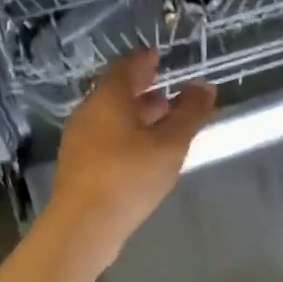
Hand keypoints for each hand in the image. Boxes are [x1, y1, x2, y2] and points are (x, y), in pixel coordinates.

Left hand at [49, 50, 216, 264]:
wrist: (83, 226)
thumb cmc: (129, 176)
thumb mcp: (170, 144)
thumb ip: (190, 113)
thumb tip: (203, 87)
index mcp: (108, 98)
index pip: (126, 66)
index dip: (144, 59)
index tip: (159, 55)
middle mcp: (89, 112)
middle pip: (116, 91)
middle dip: (142, 87)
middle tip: (164, 84)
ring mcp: (80, 139)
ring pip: (111, 115)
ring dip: (136, 112)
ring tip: (163, 118)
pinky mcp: (79, 164)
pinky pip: (106, 136)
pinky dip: (127, 133)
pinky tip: (144, 149)